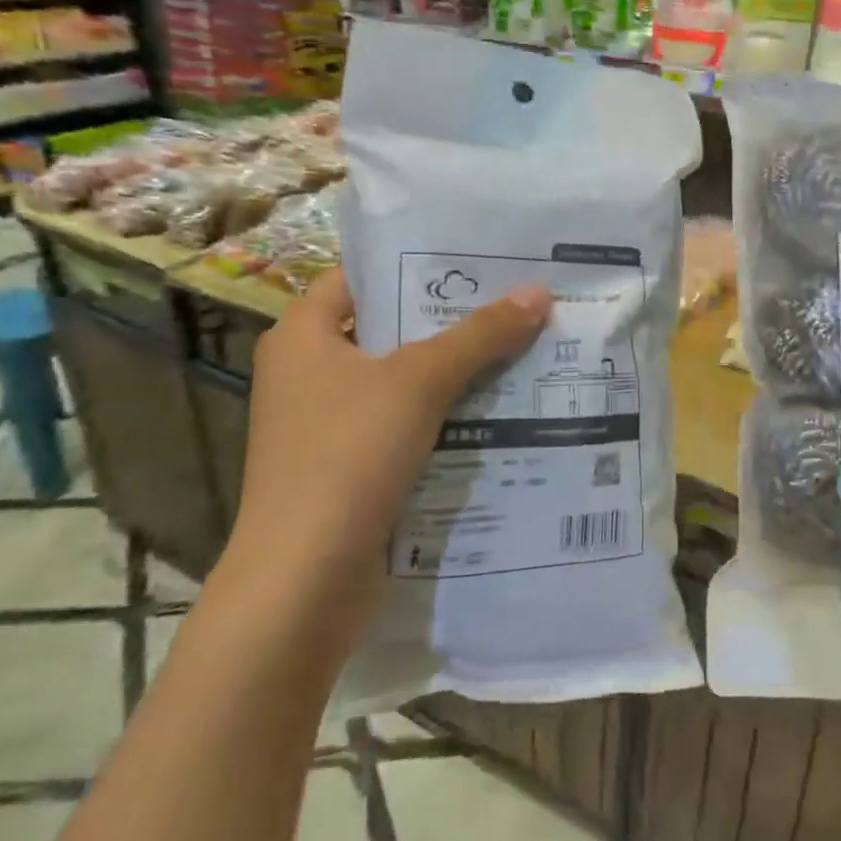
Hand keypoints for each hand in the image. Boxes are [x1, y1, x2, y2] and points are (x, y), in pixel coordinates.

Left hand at [229, 268, 551, 593]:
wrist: (305, 581)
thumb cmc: (348, 455)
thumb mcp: (420, 382)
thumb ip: (480, 335)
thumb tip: (538, 292)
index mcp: (302, 336)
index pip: (360, 277)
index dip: (413, 264)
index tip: (474, 260)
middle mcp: (307, 373)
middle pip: (387, 329)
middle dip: (449, 320)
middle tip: (512, 301)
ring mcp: (326, 425)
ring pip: (400, 382)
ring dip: (453, 371)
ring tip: (518, 347)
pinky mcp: (348, 468)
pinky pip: (403, 425)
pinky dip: (443, 416)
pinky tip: (496, 409)